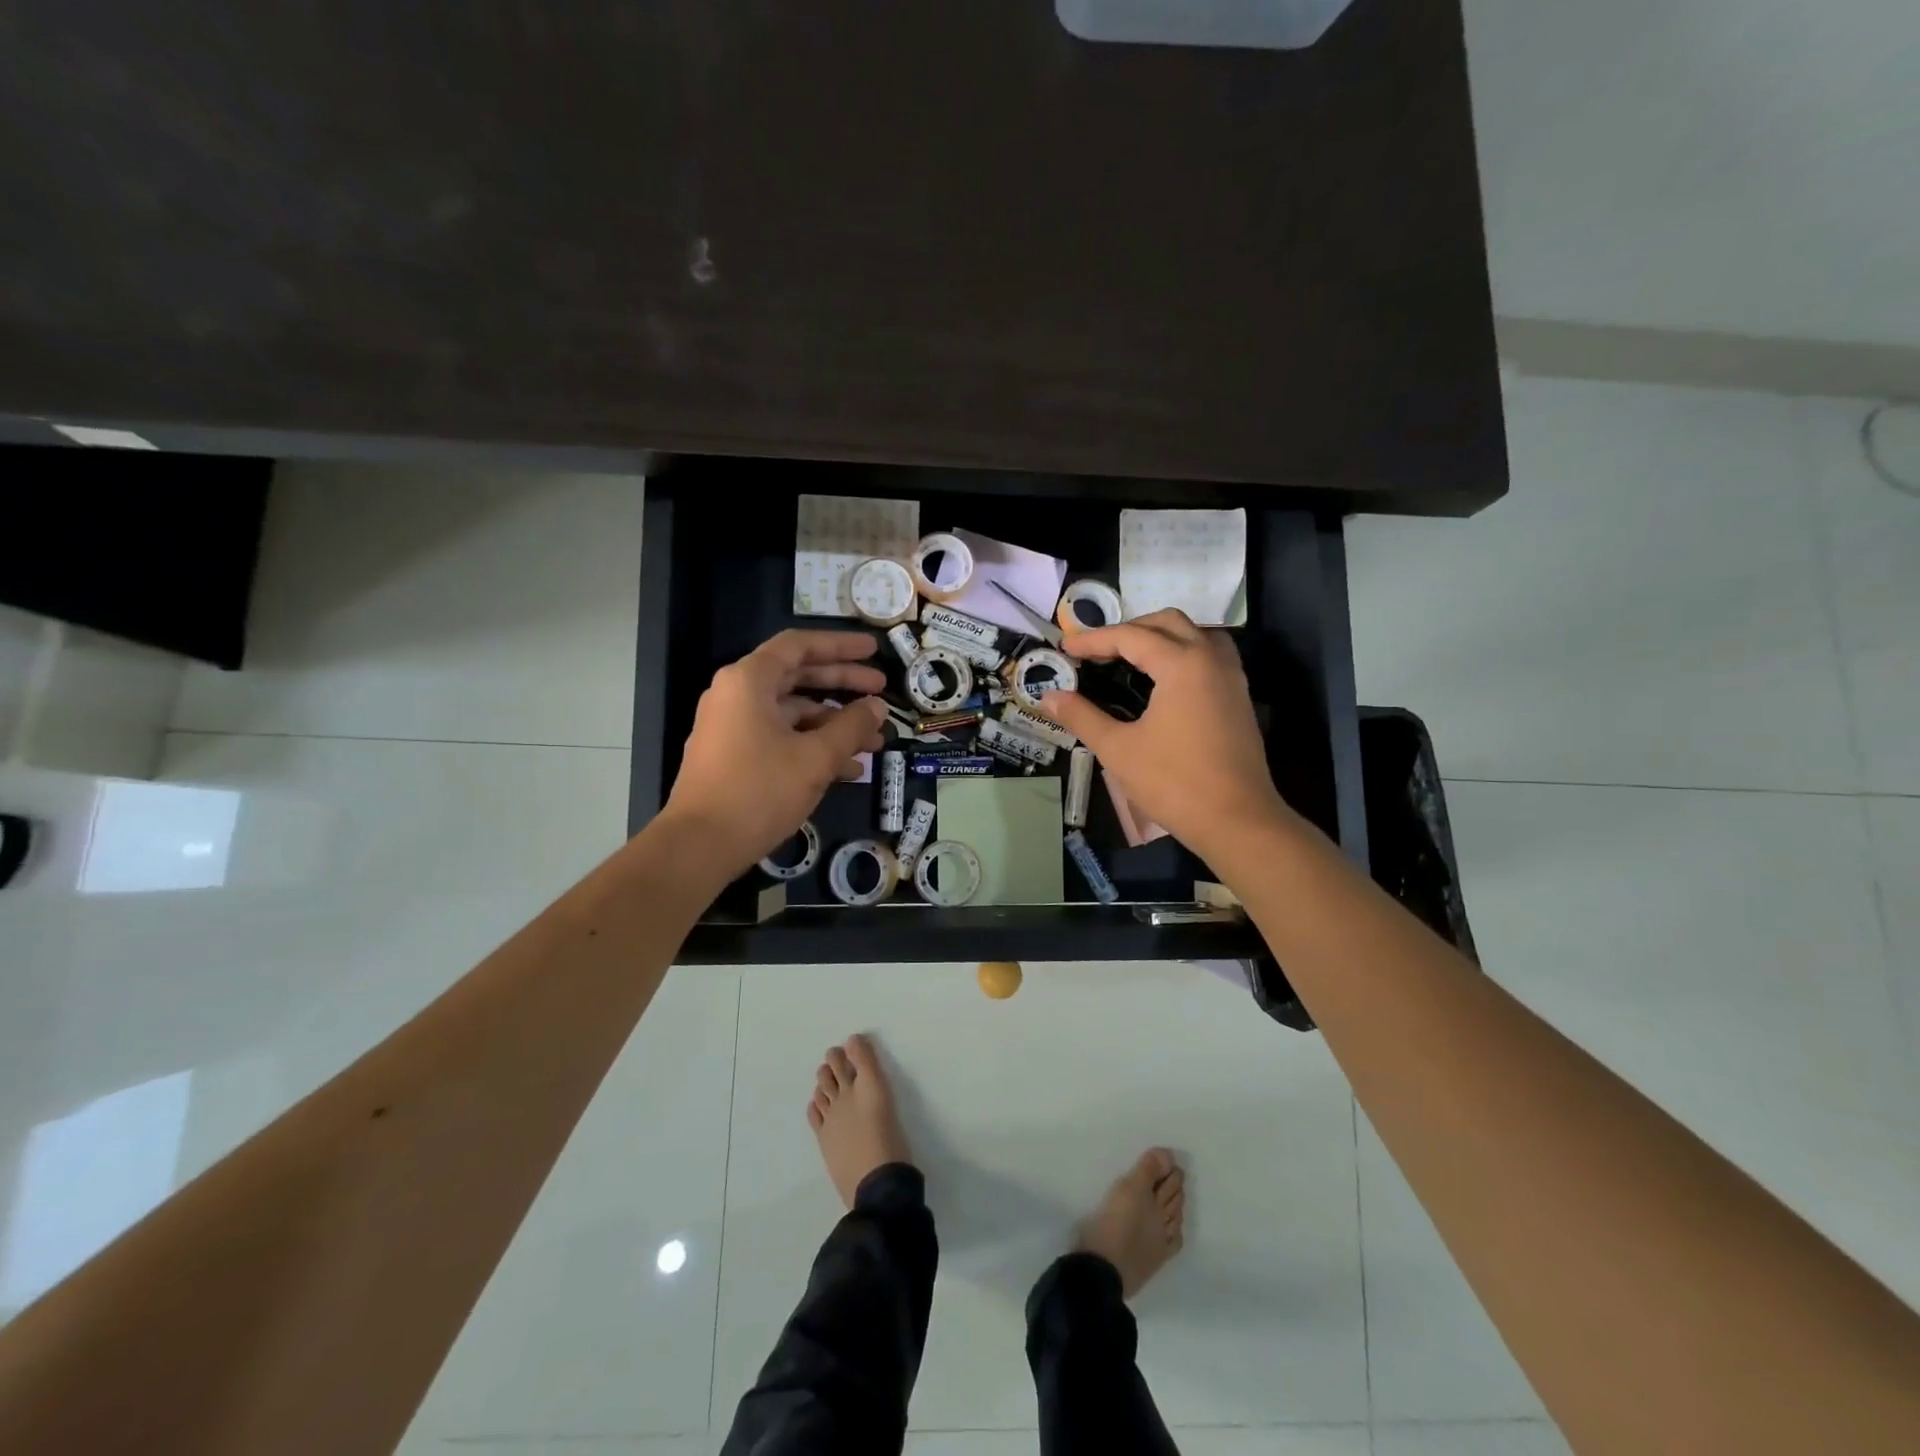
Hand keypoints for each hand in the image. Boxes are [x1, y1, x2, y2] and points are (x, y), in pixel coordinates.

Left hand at [662, 630, 888, 873]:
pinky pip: (781, 738)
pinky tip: (849, 769)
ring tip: (875, 741)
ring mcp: (734, 727)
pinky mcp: (735, 756)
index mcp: (749, 681)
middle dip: (843, 685)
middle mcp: (737, 695)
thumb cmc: (759, 790)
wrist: (699, 846)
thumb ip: (851, 727)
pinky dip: (813, 746)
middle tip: (882, 690)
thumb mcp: (815, 757)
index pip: (799, 646)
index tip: (873, 650)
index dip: (840, 645)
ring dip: (834, 724)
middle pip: (798, 677)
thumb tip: (877, 707)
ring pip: (793, 713)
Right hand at [1037, 610, 1293, 864]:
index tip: (1065, 648)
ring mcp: (1231, 677)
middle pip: (1167, 623)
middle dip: (1129, 629)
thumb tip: (1049, 698)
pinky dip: (1184, 653)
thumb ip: (1082, 716)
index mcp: (1182, 664)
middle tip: (1097, 651)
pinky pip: (1210, 655)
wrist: (1237, 821)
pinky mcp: (1239, 697)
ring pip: (1195, 634)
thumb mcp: (1118, 749)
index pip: (1131, 636)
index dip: (1094, 639)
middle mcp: (1210, 659)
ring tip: (1131, 658)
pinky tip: (1165, 680)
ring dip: (1161, 636)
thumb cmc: (1174, 783)